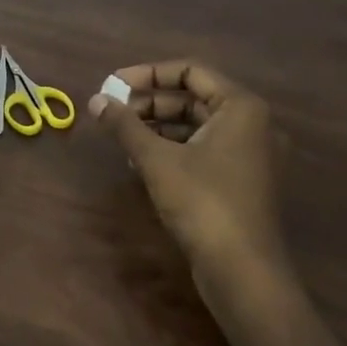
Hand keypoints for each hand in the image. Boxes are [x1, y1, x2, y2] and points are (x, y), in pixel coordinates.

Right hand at [89, 61, 281, 266]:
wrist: (244, 274)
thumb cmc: (203, 203)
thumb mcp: (156, 159)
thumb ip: (125, 125)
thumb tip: (95, 100)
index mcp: (241, 107)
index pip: (189, 70)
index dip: (148, 74)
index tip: (114, 85)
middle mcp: (252, 124)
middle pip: (193, 97)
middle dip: (149, 101)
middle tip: (113, 110)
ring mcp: (250, 155)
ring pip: (196, 125)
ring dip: (157, 125)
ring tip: (121, 134)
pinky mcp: (242, 182)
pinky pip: (203, 149)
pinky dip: (172, 147)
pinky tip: (140, 160)